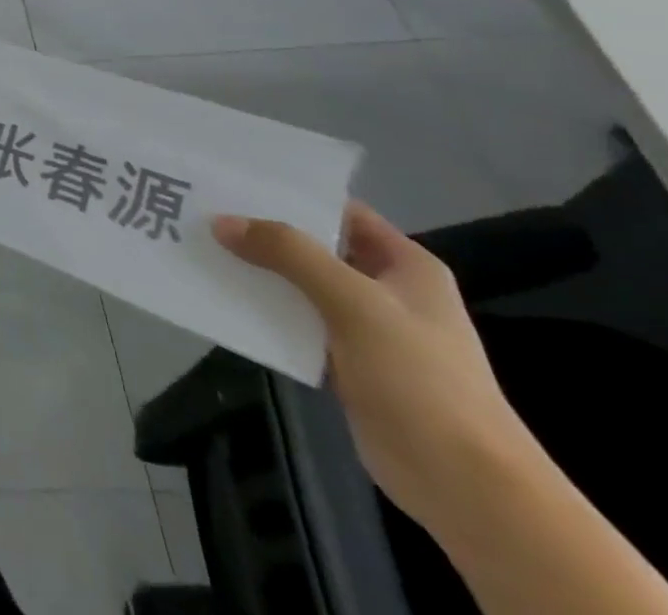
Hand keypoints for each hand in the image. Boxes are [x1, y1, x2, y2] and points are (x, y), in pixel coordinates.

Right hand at [213, 201, 528, 530]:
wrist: (465, 486)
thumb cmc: (421, 379)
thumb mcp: (353, 302)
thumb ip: (288, 254)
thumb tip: (221, 222)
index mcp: (405, 265)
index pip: (339, 211)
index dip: (291, 193)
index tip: (234, 181)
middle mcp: (385, 288)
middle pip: (313, 245)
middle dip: (262, 230)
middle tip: (204, 210)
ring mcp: (366, 327)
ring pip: (299, 283)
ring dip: (257, 270)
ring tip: (201, 247)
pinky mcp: (345, 361)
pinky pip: (294, 320)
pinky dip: (262, 308)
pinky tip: (222, 296)